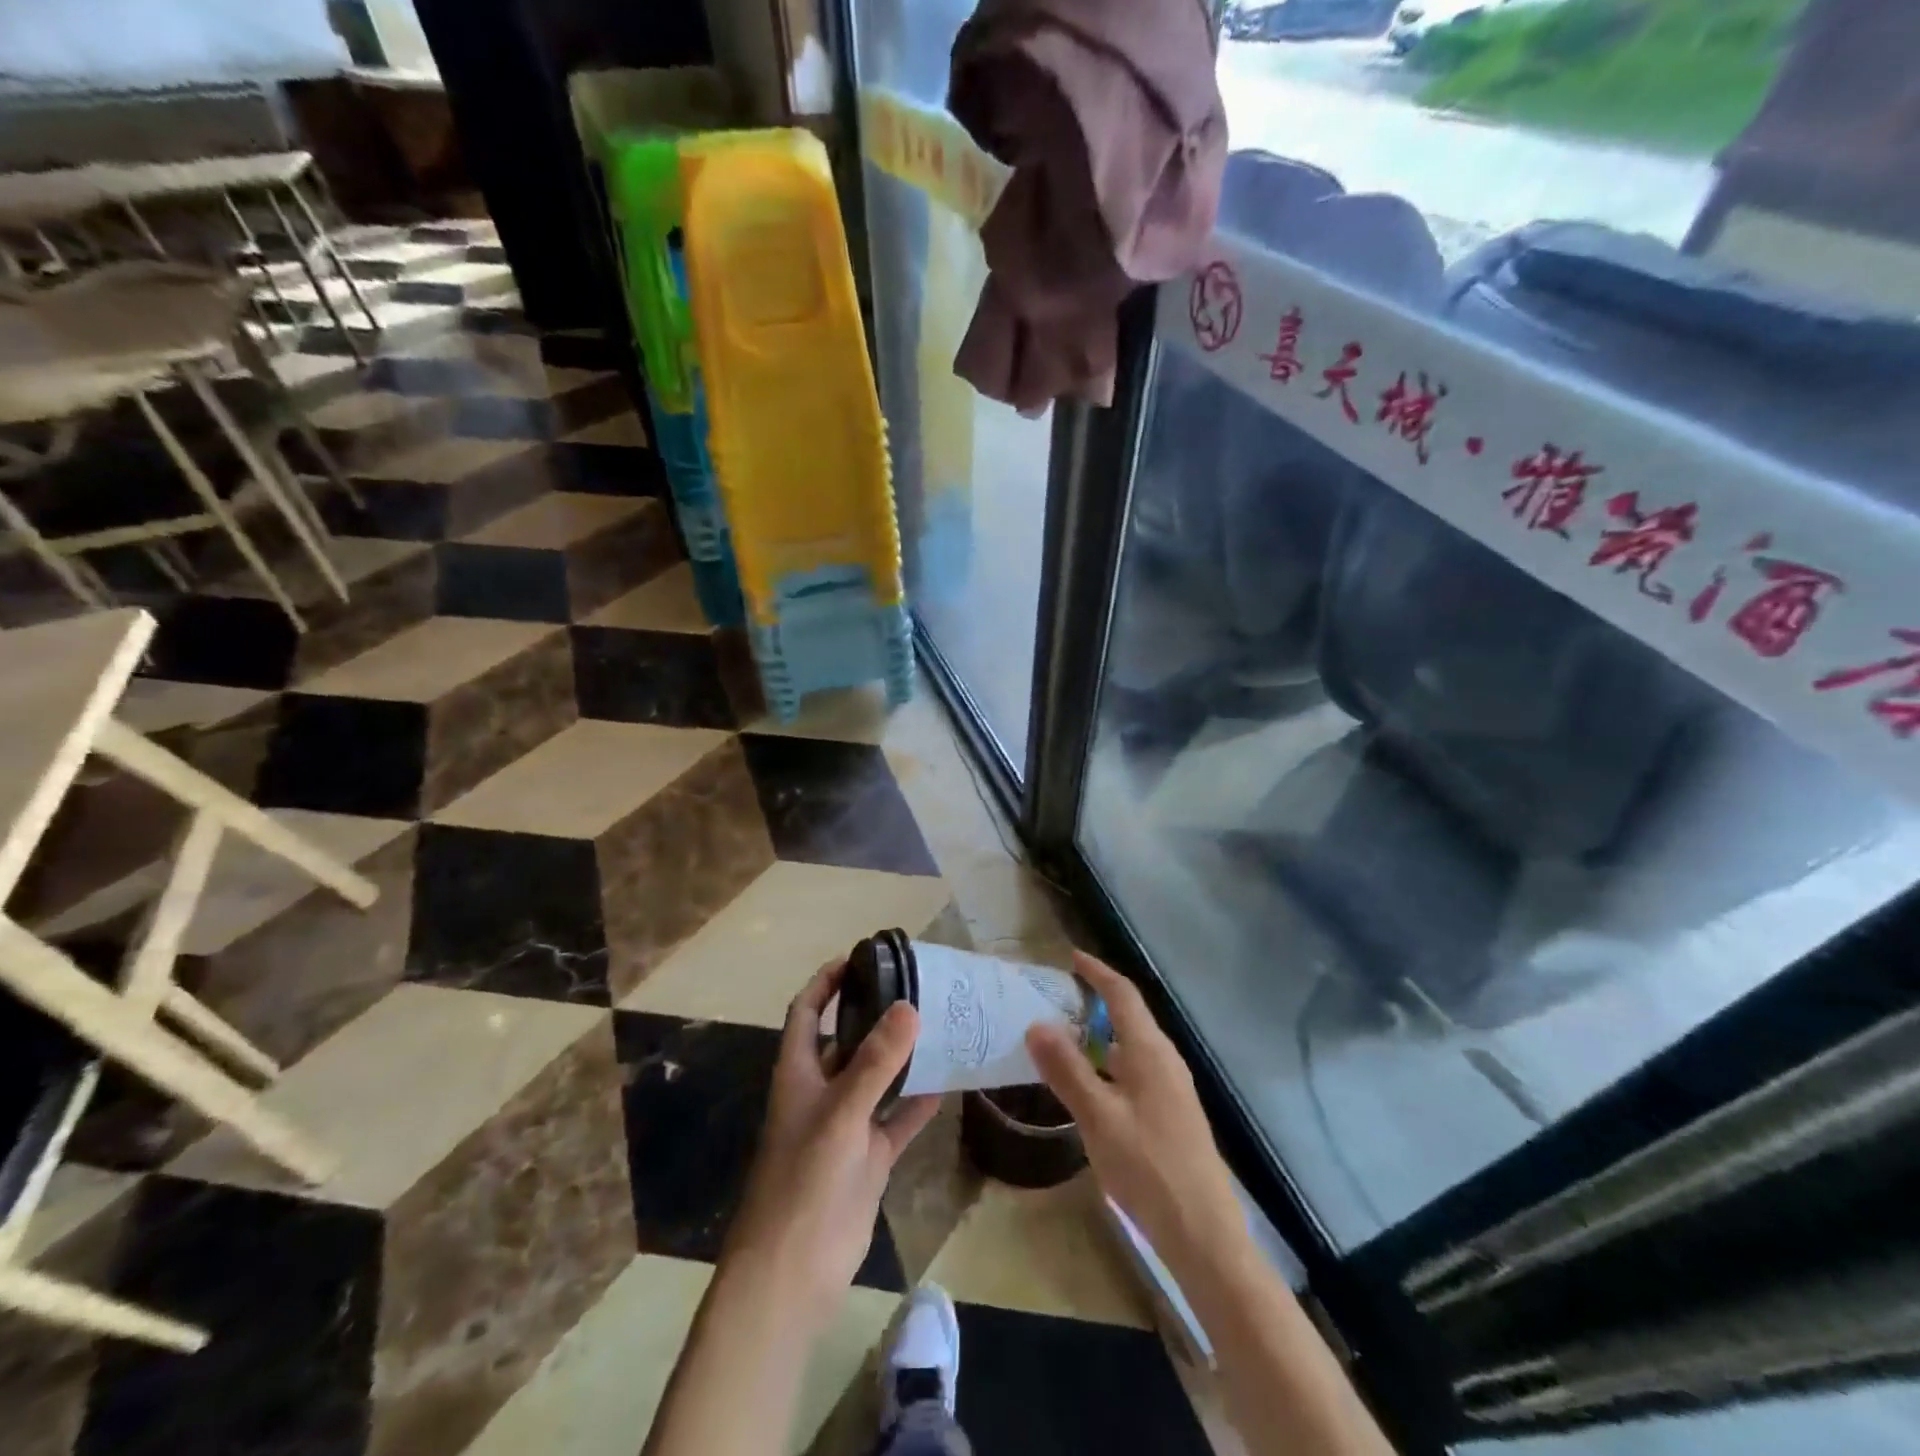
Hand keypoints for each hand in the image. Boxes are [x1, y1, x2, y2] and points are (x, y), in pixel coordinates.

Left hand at [723, 960, 939, 1329]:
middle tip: (917, 986)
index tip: (860, 957)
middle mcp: (821, 1090)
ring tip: (940, 1023)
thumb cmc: (804, 1180)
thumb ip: (875, 1062)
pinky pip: (898, 1118)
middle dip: (875, 1012)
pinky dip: (919, 1101)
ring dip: (902, 1055)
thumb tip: (909, 1007)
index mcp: (798, 1071)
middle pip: (847, 1039)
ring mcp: (846, 1125)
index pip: (807, 1010)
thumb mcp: (840, 1113)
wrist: (793, 1273)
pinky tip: (949, 1081)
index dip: (826, 981)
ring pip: (877, 1077)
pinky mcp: (868, 1156)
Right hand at [1027, 952, 1243, 1261]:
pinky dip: (1108, 1064)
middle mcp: (1165, 1061)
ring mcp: (1172, 1089)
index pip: (1123, 995)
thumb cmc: (1148, 1168)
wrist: (1204, 1235)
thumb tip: (1037, 1024)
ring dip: (1099, 1036)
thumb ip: (1067, 1069)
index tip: (1070, 956)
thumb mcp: (1098, 1118)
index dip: (1097, 972)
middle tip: (1055, 999)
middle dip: (1095, 1002)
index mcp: (1151, 1052)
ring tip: (1063, 1039)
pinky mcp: (1171, 1114)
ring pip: (1131, 1047)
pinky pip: (1135, 1071)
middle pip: (1129, 1017)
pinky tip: (1089, 1087)